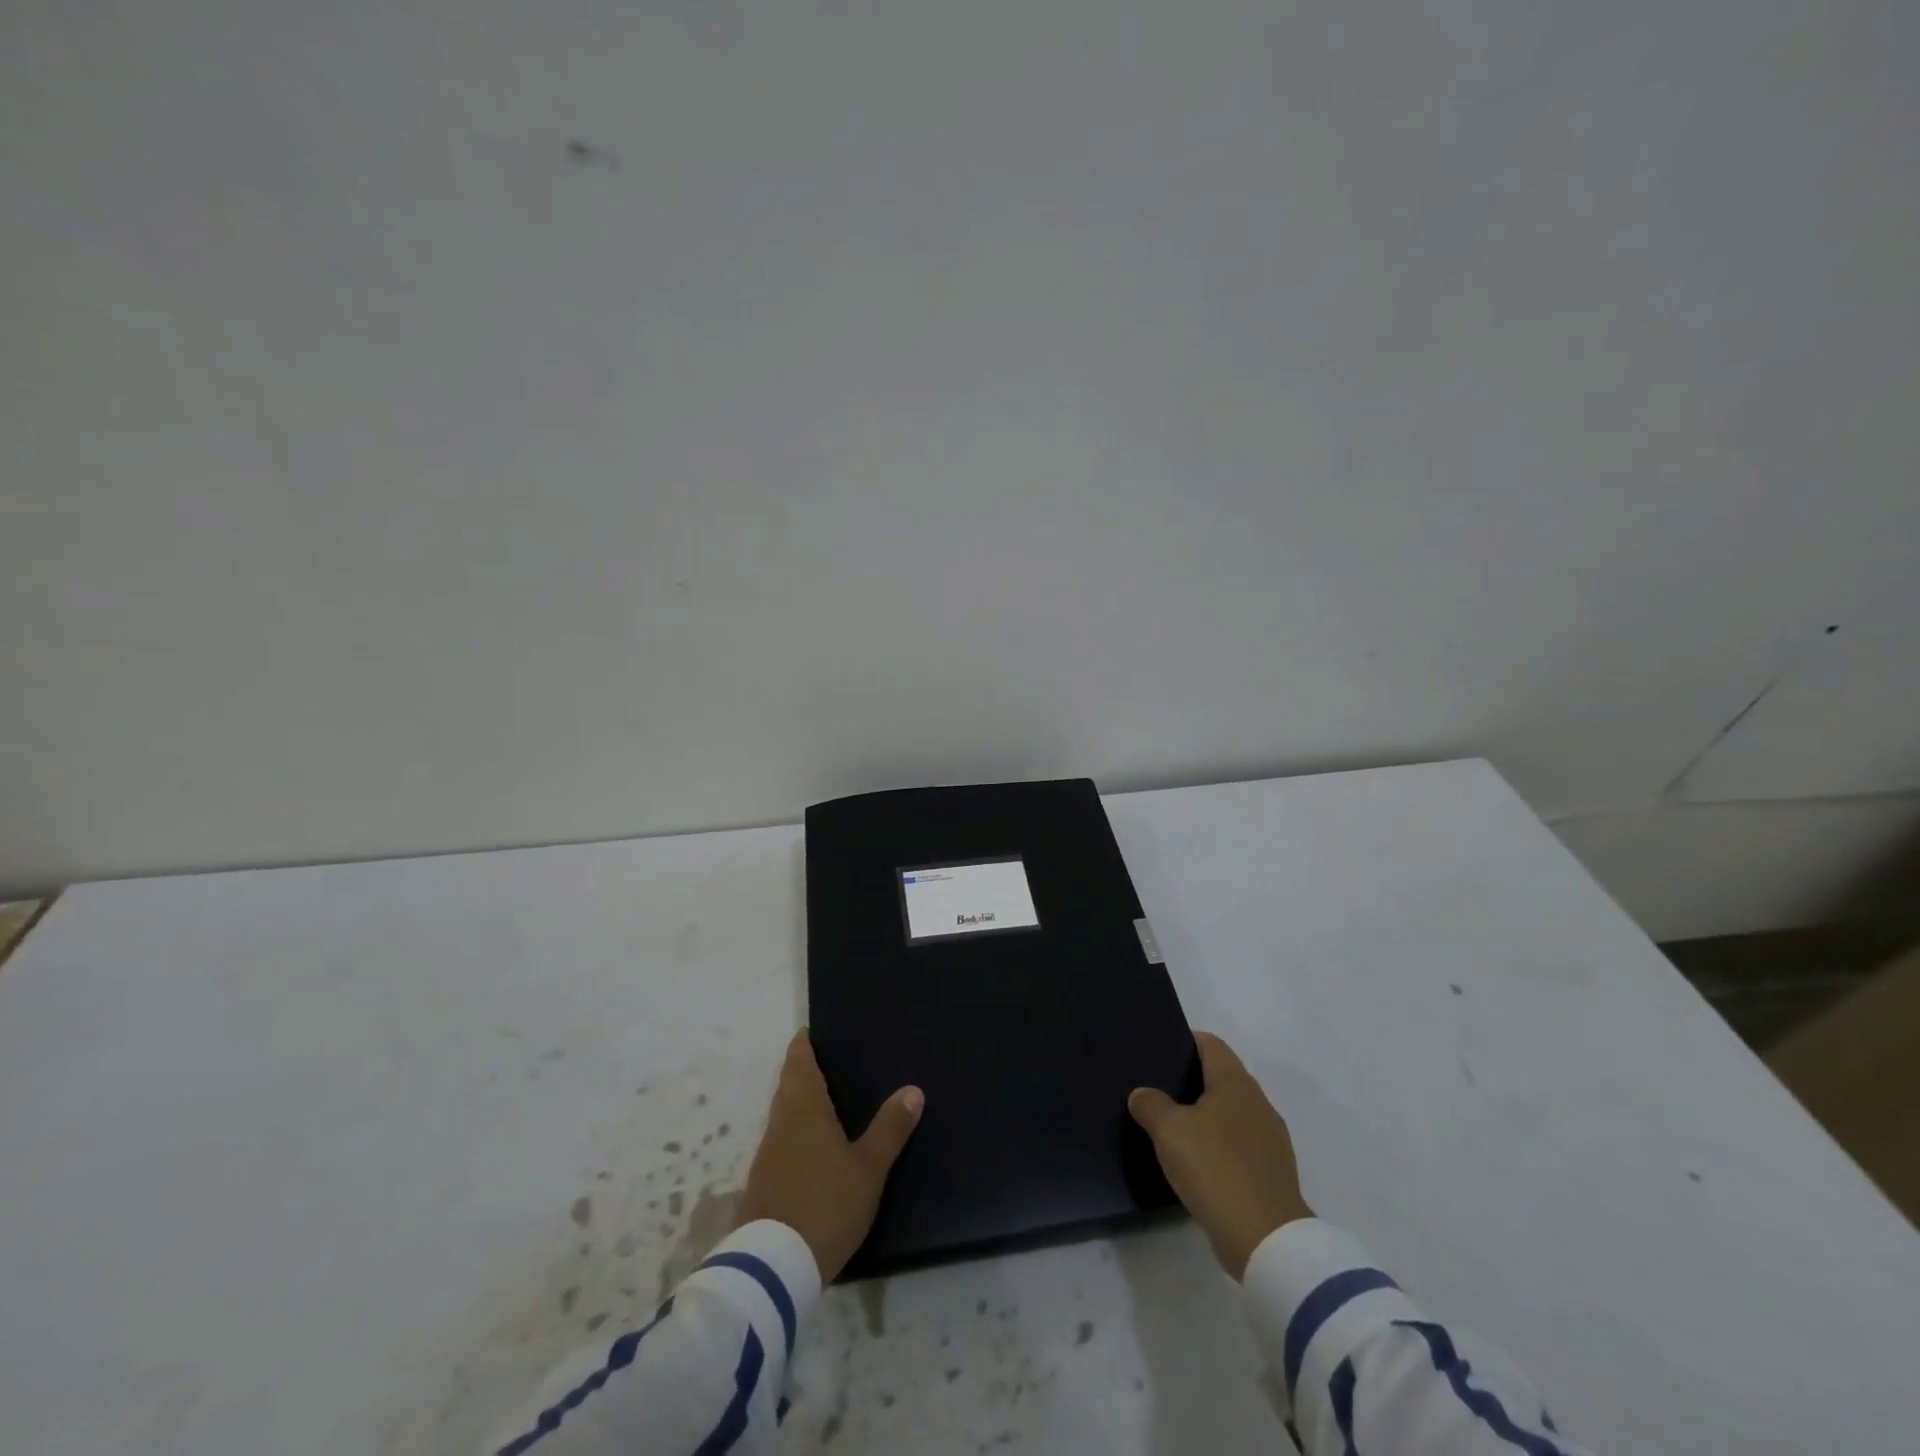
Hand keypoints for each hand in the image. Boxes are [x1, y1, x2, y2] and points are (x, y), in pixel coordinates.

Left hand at [735, 1030, 923, 1282]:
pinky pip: (779, 1143)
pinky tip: (811, 1148)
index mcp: (804, 1109)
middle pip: (787, 1087)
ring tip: (824, 1103)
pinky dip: (793, 1134)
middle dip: (801, 1072)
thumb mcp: (868, 1168)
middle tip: (826, 1063)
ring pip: (782, 1116)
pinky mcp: (761, 1185)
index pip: (798, 1063)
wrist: (773, 1267)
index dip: (803, 1045)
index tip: (810, 1032)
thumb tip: (913, 1089)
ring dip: (797, 1104)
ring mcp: (766, 1155)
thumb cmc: (826, 1205)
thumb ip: (890, 1128)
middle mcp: (780, 1124)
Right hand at [1128, 1031, 1312, 1279]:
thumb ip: (1151, 1105)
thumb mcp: (1169, 1131)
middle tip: (1157, 1086)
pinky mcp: (1271, 1173)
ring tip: (1171, 1124)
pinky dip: (1218, 1146)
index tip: (1159, 1049)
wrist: (1266, 1240)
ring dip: (1205, 1116)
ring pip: (1231, 1114)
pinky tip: (1195, 1161)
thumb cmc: (1215, 1169)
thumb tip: (1142, 1094)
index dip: (1185, 1041)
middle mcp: (1258, 1103)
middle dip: (1192, 1080)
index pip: (1211, 1045)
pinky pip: (1238, 1145)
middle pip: (1222, 1078)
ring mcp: (1270, 1140)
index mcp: (1236, 1083)